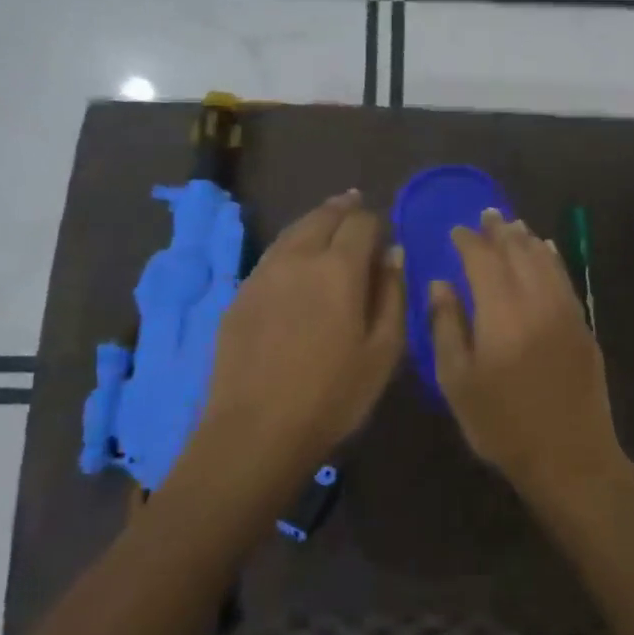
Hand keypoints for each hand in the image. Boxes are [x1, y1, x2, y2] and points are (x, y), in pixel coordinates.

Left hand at [200, 190, 404, 471]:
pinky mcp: (239, 295)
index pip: (361, 223)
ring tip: (328, 220)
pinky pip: (272, 256)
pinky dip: (290, 246)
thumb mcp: (384, 351)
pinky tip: (296, 260)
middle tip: (356, 204)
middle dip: (343, 209)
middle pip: (322, 217)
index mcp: (339, 268)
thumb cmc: (334, 395)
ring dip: (314, 222)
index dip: (376, 222)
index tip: (384, 233)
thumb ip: (393, 296)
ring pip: (292, 231)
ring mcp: (263, 274)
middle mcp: (299, 259)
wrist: (256, 430)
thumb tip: (394, 254)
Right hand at [428, 209, 628, 509]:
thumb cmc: (502, 425)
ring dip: (527, 240)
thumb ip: (447, 327)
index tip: (456, 230)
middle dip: (500, 231)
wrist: (569, 456)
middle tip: (487, 215)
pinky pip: (566, 279)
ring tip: (513, 225)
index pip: (483, 261)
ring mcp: (566, 311)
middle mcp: (536, 301)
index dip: (468, 241)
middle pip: (518, 253)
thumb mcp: (458, 382)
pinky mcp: (583, 326)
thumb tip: (440, 284)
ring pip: (546, 261)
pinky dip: (553, 259)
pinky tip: (547, 251)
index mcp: (501, 313)